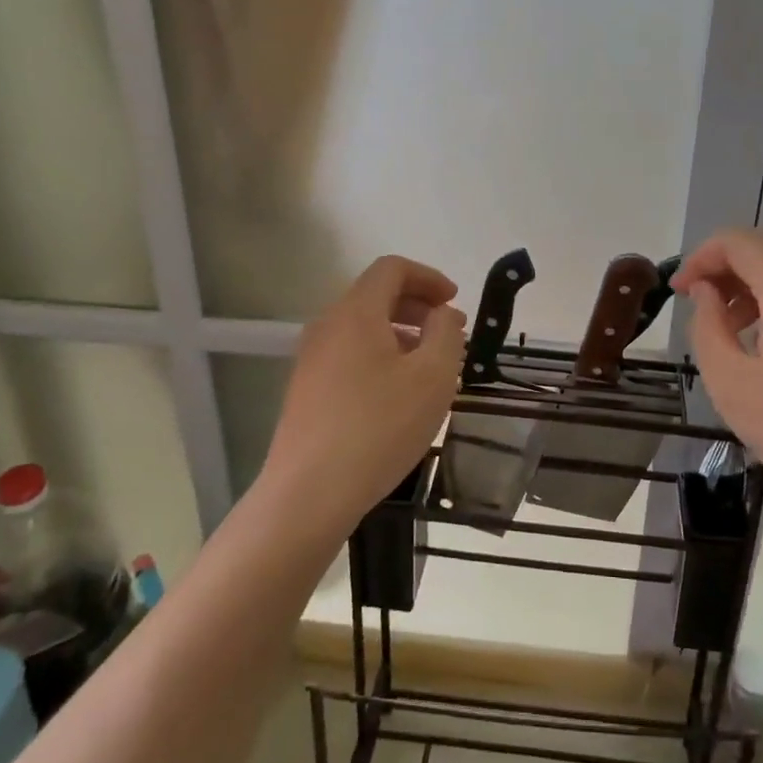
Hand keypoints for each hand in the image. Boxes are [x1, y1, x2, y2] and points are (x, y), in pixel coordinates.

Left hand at [260, 255, 466, 541]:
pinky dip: (381, 356)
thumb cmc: (379, 427)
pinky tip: (399, 394)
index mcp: (356, 312)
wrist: (308, 494)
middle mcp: (328, 325)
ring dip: (402, 333)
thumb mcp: (433, 376)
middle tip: (450, 334)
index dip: (429, 277)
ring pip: (363, 327)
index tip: (455, 302)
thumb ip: (446, 333)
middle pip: (376, 295)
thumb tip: (441, 314)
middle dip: (418, 306)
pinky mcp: (306, 390)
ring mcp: (311, 359)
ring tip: (430, 366)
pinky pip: (350, 354)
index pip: (392, 269)